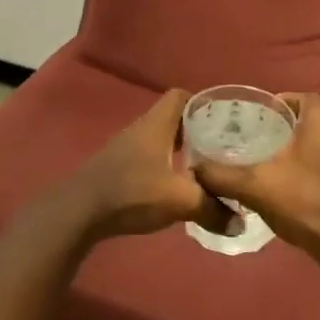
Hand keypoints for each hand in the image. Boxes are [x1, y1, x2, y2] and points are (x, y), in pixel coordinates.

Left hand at [63, 89, 235, 240]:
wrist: (78, 211)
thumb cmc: (131, 192)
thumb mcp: (180, 201)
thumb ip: (213, 209)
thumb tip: (241, 223)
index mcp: (156, 124)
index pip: (181, 96)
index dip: (202, 103)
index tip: (222, 120)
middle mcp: (141, 129)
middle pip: (173, 118)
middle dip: (197, 130)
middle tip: (221, 147)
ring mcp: (126, 149)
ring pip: (160, 140)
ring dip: (180, 150)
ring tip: (204, 168)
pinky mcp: (117, 168)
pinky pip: (148, 158)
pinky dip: (165, 166)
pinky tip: (175, 187)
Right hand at [192, 95, 319, 273]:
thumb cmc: (306, 204)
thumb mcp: (255, 187)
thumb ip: (221, 175)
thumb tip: (194, 169)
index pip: (298, 97)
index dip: (277, 105)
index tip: (257, 120)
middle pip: (311, 120)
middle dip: (289, 129)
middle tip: (263, 143)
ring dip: (305, 150)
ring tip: (279, 166)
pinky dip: (319, 170)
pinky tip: (302, 189)